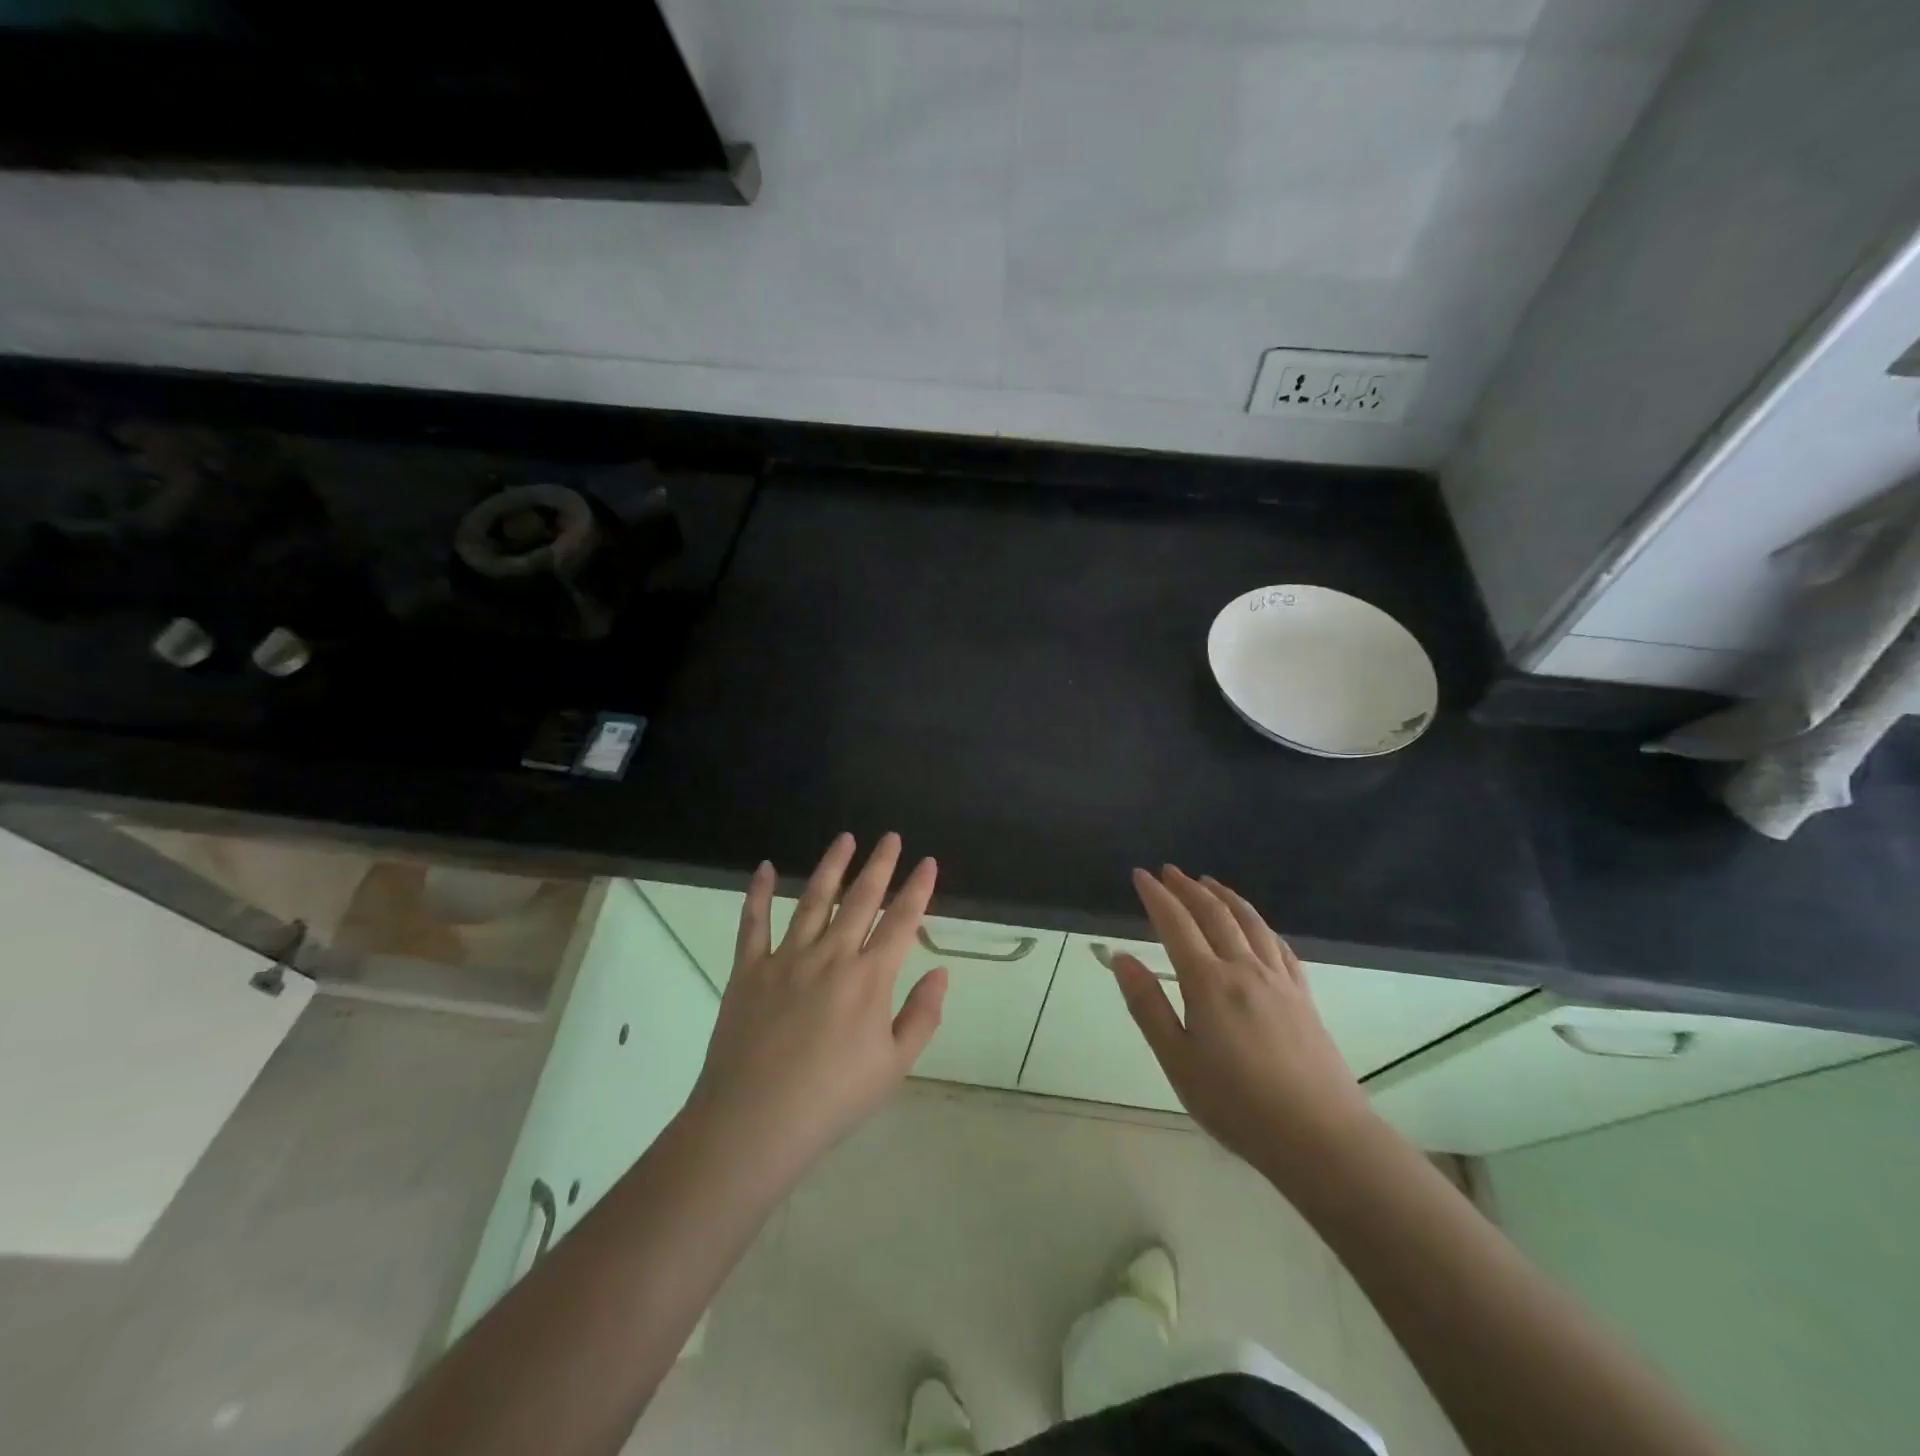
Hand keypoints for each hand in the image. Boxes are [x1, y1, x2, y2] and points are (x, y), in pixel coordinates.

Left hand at [685, 832, 946, 1183]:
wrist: (755, 1122)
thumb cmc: (832, 1099)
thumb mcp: (894, 1067)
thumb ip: (921, 1016)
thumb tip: (941, 972)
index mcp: (869, 978)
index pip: (902, 921)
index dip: (918, 889)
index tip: (927, 862)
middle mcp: (831, 955)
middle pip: (861, 899)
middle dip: (880, 865)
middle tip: (891, 837)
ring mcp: (787, 958)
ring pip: (813, 899)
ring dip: (831, 866)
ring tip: (845, 838)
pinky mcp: (749, 969)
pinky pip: (753, 922)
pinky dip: (757, 893)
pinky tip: (763, 867)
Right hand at [1112, 866, 1375, 1185]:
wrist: (1320, 1136)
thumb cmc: (1237, 1104)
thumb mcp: (1177, 1061)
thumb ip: (1147, 1006)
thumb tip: (1121, 958)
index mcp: (1208, 983)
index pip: (1176, 924)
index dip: (1156, 896)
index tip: (1140, 875)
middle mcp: (1244, 969)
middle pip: (1214, 914)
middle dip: (1188, 888)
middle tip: (1168, 871)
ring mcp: (1278, 980)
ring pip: (1249, 921)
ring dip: (1225, 896)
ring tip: (1208, 882)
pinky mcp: (1303, 996)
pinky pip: (1279, 945)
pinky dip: (1260, 924)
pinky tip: (1256, 925)